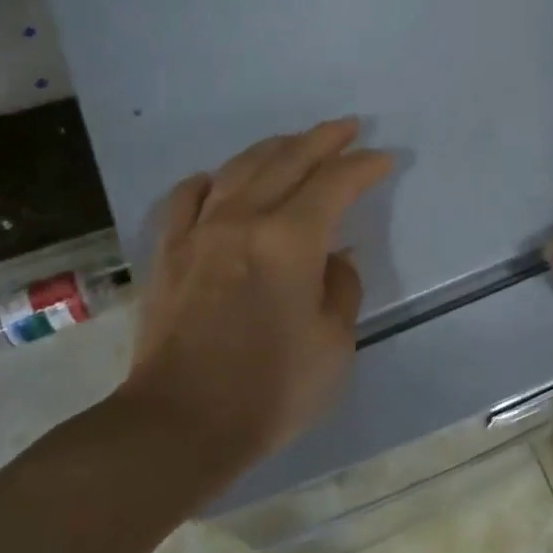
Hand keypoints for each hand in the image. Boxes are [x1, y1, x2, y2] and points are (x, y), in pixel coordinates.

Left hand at [121, 119, 393, 481]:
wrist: (180, 424)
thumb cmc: (271, 390)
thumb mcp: (334, 344)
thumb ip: (341, 289)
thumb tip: (334, 258)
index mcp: (290, 240)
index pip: (335, 183)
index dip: (363, 166)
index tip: (383, 159)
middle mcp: (243, 220)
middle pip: (287, 160)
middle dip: (323, 140)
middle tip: (347, 128)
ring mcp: (199, 232)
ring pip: (239, 168)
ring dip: (273, 149)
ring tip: (295, 142)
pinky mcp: (169, 253)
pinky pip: (189, 197)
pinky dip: (212, 180)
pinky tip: (221, 180)